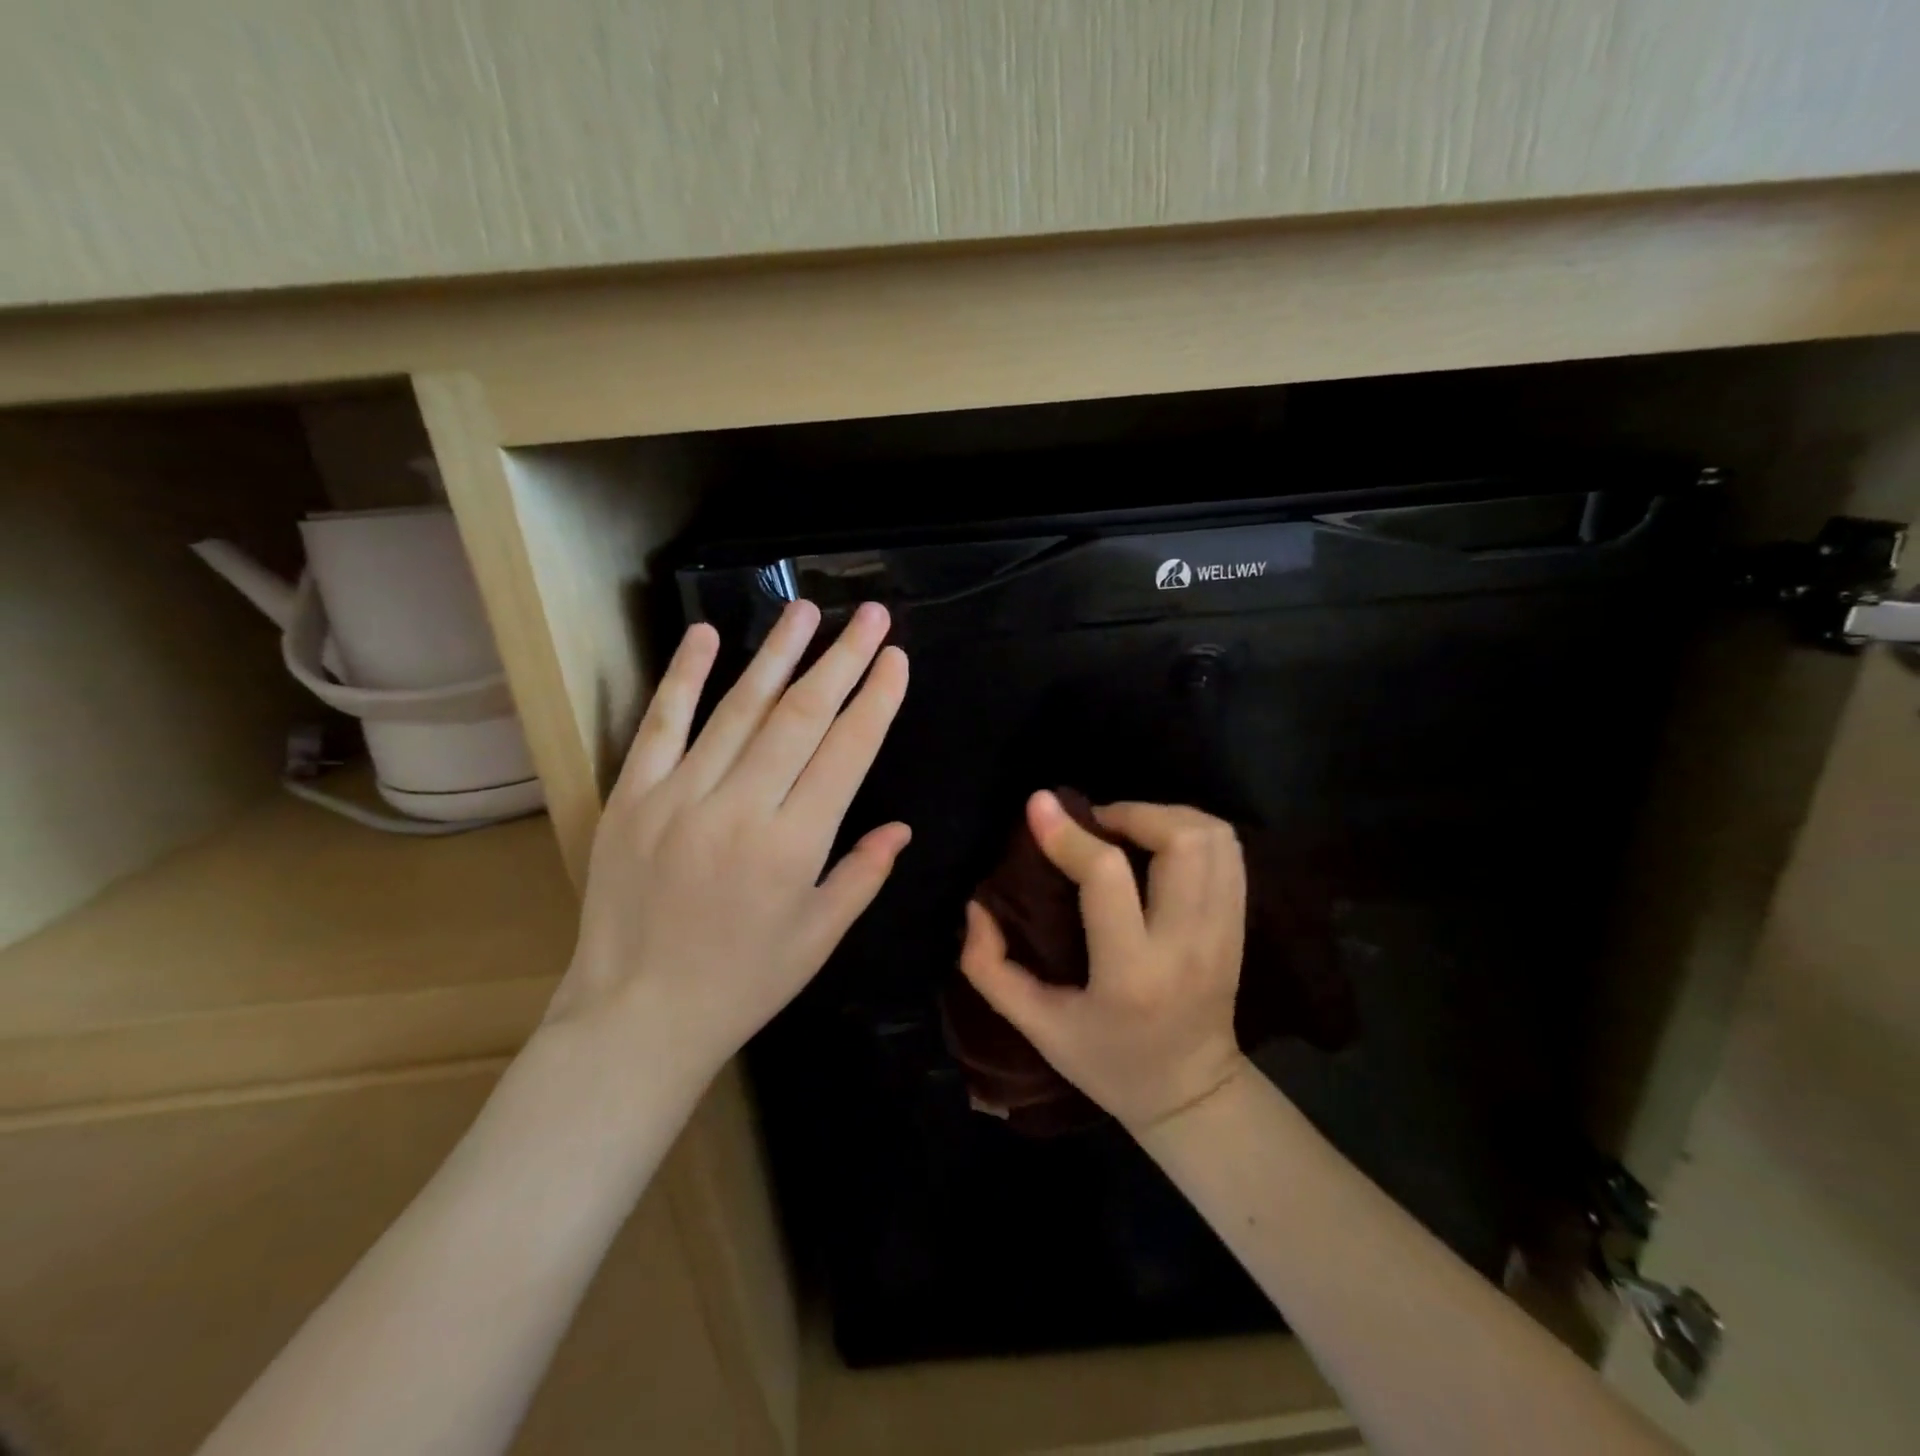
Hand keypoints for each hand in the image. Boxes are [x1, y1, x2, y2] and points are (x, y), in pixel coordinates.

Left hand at [549, 600, 910, 1088]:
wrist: (636, 1015)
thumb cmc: (742, 983)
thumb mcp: (818, 938)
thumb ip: (863, 875)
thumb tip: (902, 827)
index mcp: (793, 846)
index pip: (846, 753)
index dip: (875, 700)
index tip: (895, 658)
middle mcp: (740, 808)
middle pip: (801, 716)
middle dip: (842, 659)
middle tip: (869, 614)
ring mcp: (680, 796)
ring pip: (738, 708)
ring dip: (777, 654)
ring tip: (807, 610)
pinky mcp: (632, 797)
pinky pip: (661, 725)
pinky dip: (683, 676)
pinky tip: (707, 635)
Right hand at [959, 791, 1249, 1132]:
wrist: (1192, 1095)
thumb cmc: (1106, 1062)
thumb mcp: (1037, 1027)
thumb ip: (990, 968)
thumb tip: (976, 906)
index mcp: (1131, 973)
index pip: (1107, 877)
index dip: (1069, 833)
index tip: (1038, 805)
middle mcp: (1187, 945)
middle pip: (1180, 842)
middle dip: (1131, 813)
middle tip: (1095, 823)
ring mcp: (1224, 933)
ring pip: (1213, 838)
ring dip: (1164, 816)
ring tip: (1125, 829)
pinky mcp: (1240, 925)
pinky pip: (1229, 852)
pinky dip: (1192, 829)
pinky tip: (1158, 842)